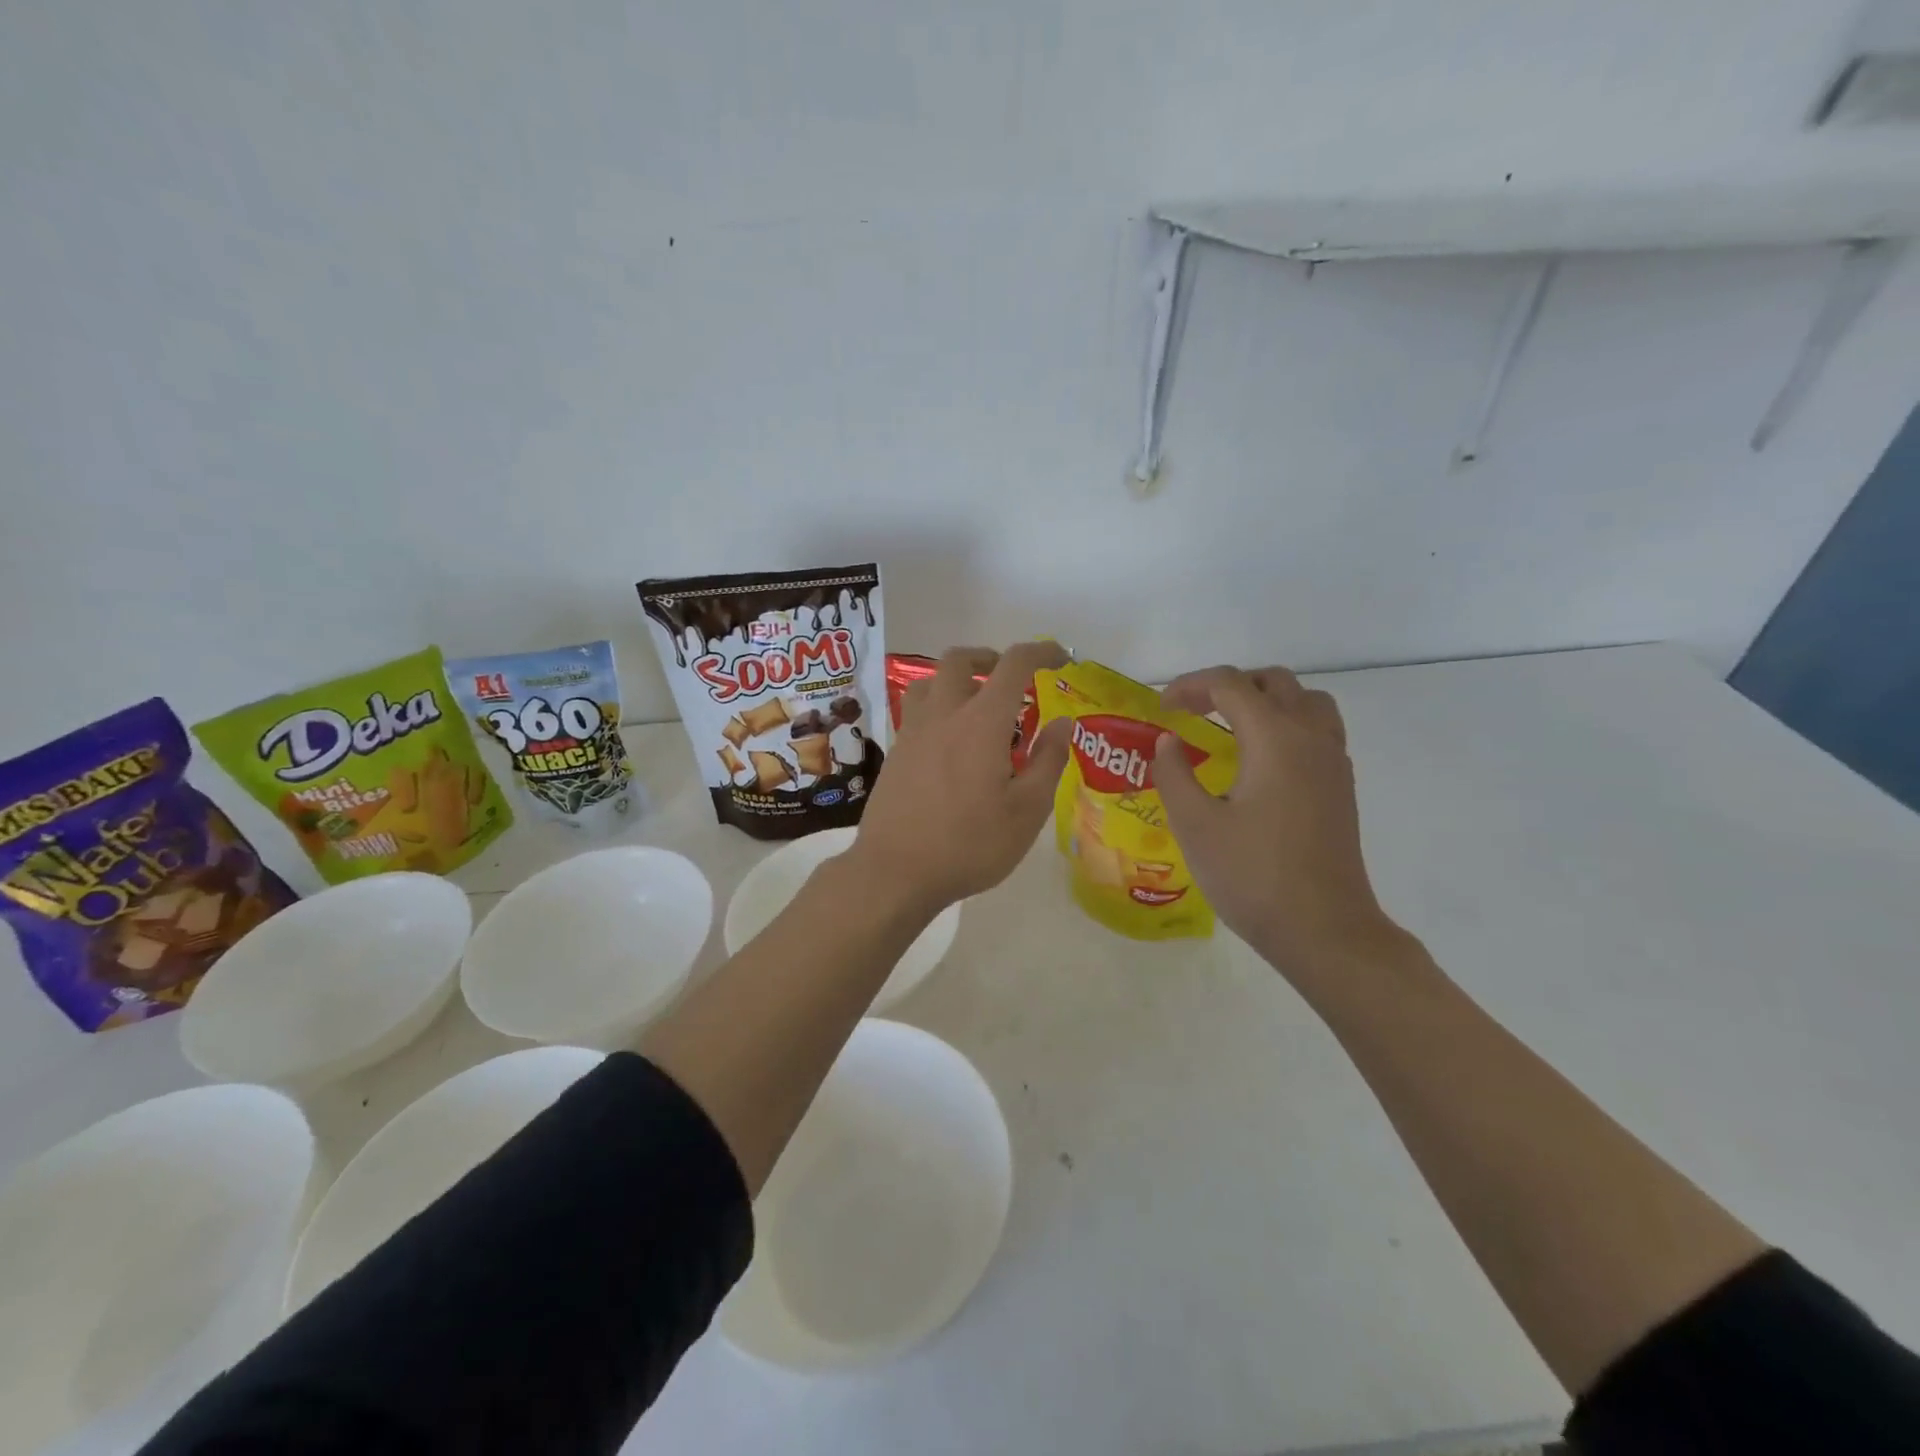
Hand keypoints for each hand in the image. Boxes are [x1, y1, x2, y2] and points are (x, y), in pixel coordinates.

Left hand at [848, 642, 1071, 911]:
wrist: (895, 871)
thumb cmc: (969, 844)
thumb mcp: (1027, 811)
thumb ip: (1048, 761)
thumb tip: (1062, 723)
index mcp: (981, 722)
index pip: (1014, 664)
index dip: (1041, 652)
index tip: (1061, 659)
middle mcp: (943, 714)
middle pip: (960, 660)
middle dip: (990, 658)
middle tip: (1010, 680)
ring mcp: (912, 732)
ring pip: (930, 682)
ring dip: (957, 679)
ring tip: (977, 707)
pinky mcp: (895, 753)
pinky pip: (916, 710)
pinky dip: (938, 707)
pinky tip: (950, 743)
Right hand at [1153, 666, 1400, 978]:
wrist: (1323, 930)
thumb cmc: (1253, 875)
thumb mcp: (1195, 824)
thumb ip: (1174, 773)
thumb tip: (1167, 742)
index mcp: (1275, 738)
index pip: (1230, 684)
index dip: (1190, 686)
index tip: (1162, 708)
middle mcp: (1310, 737)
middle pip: (1274, 681)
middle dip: (1229, 686)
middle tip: (1193, 710)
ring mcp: (1333, 762)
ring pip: (1306, 701)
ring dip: (1266, 699)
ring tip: (1232, 726)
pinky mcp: (1341, 787)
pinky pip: (1318, 730)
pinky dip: (1288, 724)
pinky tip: (1262, 761)